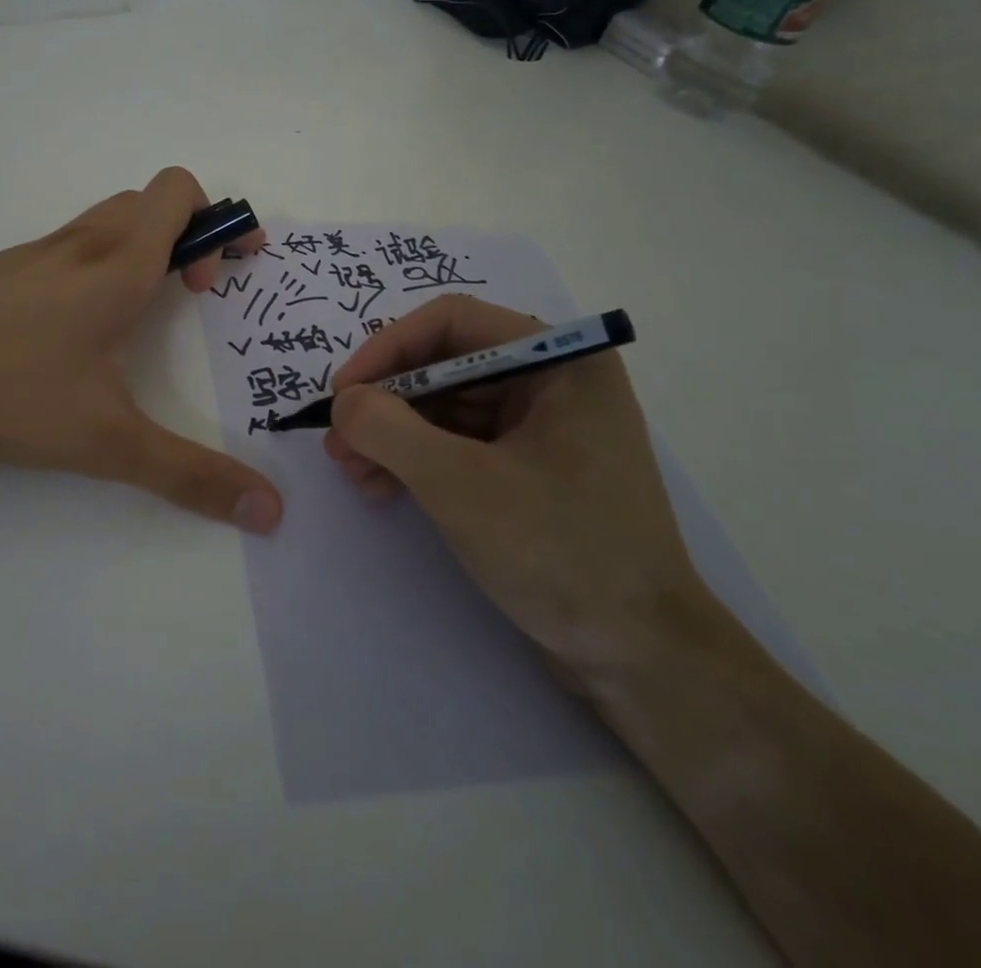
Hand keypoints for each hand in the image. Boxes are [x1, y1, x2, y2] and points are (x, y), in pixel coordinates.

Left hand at [0, 168, 284, 532]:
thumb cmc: (10, 391)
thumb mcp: (108, 441)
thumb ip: (190, 474)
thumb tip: (269, 510)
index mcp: (118, 265)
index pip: (179, 192)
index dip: (221, 217)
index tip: (230, 270)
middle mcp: (83, 243)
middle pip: (151, 201)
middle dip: (190, 234)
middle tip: (193, 293)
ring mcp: (40, 250)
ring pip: (111, 218)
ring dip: (146, 245)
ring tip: (143, 309)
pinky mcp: (8, 269)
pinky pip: (74, 242)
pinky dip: (103, 260)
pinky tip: (82, 326)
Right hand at [323, 296, 705, 672]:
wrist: (641, 659)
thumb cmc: (561, 552)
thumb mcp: (460, 485)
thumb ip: (389, 430)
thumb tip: (343, 402)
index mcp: (559, 360)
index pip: (452, 322)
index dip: (387, 349)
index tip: (342, 392)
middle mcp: (552, 379)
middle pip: (445, 364)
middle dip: (386, 401)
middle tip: (338, 440)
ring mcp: (543, 425)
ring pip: (446, 406)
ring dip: (394, 433)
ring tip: (352, 471)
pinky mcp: (530, 467)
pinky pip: (460, 442)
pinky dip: (417, 458)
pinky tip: (382, 487)